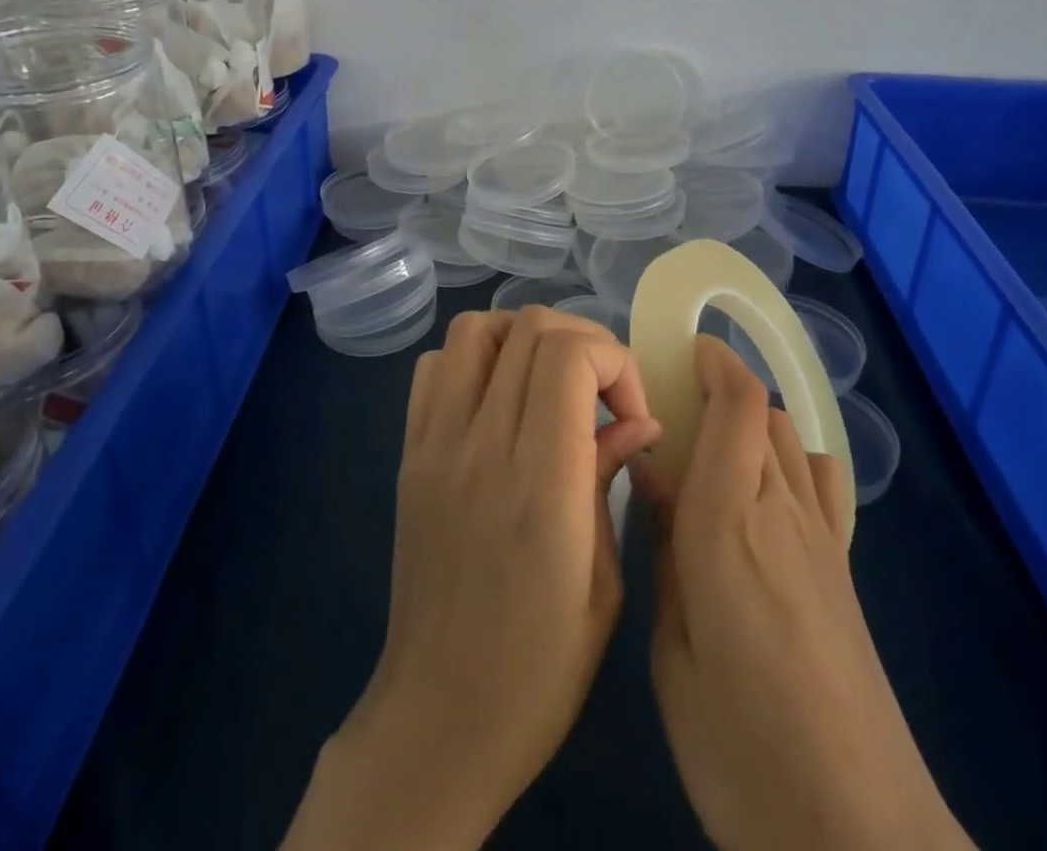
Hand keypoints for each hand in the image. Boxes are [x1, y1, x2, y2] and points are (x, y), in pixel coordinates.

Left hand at [283, 306, 660, 850]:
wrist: (438, 718)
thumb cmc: (539, 668)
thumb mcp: (603, 584)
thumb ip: (610, 479)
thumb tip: (636, 418)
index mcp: (540, 485)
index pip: (567, 356)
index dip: (613, 360)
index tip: (630, 409)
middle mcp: (481, 448)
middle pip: (527, 328)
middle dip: (582, 340)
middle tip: (600, 392)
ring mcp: (435, 445)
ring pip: (475, 330)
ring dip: (524, 337)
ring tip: (550, 382)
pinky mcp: (409, 453)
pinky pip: (435, 367)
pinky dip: (474, 359)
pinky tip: (500, 398)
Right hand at [640, 337, 971, 850]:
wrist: (856, 831)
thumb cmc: (740, 746)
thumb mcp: (672, 651)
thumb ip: (666, 549)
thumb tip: (652, 475)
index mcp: (729, 522)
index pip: (738, 405)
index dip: (715, 362)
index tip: (683, 349)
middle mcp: (782, 510)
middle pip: (765, 412)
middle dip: (723, 388)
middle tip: (674, 407)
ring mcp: (823, 538)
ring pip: (791, 439)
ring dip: (754, 420)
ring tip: (712, 448)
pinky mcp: (845, 568)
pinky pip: (821, 482)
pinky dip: (791, 458)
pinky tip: (766, 494)